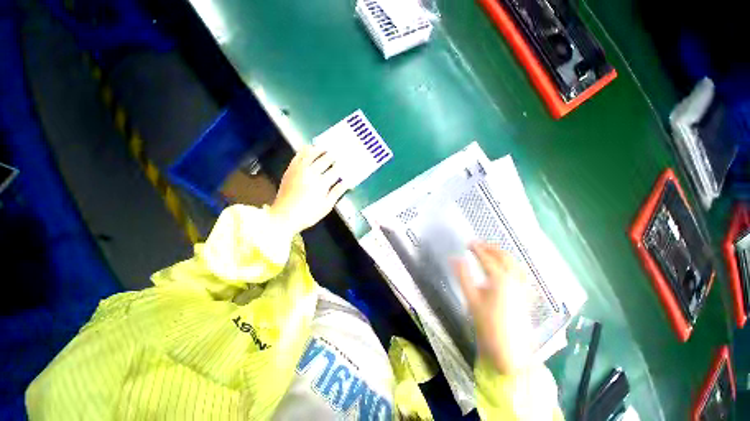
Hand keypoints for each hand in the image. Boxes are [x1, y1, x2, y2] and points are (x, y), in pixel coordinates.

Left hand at [269, 145, 348, 235]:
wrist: (284, 216)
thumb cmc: (308, 214)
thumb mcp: (326, 206)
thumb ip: (337, 192)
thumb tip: (347, 183)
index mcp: (322, 183)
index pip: (336, 170)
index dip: (343, 166)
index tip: (347, 163)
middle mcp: (311, 172)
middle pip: (325, 159)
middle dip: (334, 156)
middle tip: (339, 153)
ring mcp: (299, 169)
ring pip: (312, 154)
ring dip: (320, 149)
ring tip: (326, 148)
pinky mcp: (290, 169)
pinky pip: (298, 155)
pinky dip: (305, 150)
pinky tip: (309, 147)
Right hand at [454, 242, 534, 374]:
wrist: (509, 349)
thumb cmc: (487, 323)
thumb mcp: (471, 298)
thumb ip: (462, 276)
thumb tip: (454, 259)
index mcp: (500, 279)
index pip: (486, 258)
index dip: (476, 249)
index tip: (468, 243)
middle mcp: (514, 279)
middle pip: (504, 257)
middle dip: (491, 247)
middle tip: (479, 244)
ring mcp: (522, 287)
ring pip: (515, 263)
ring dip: (503, 254)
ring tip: (492, 250)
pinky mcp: (526, 295)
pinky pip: (522, 273)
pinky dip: (514, 264)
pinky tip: (509, 266)